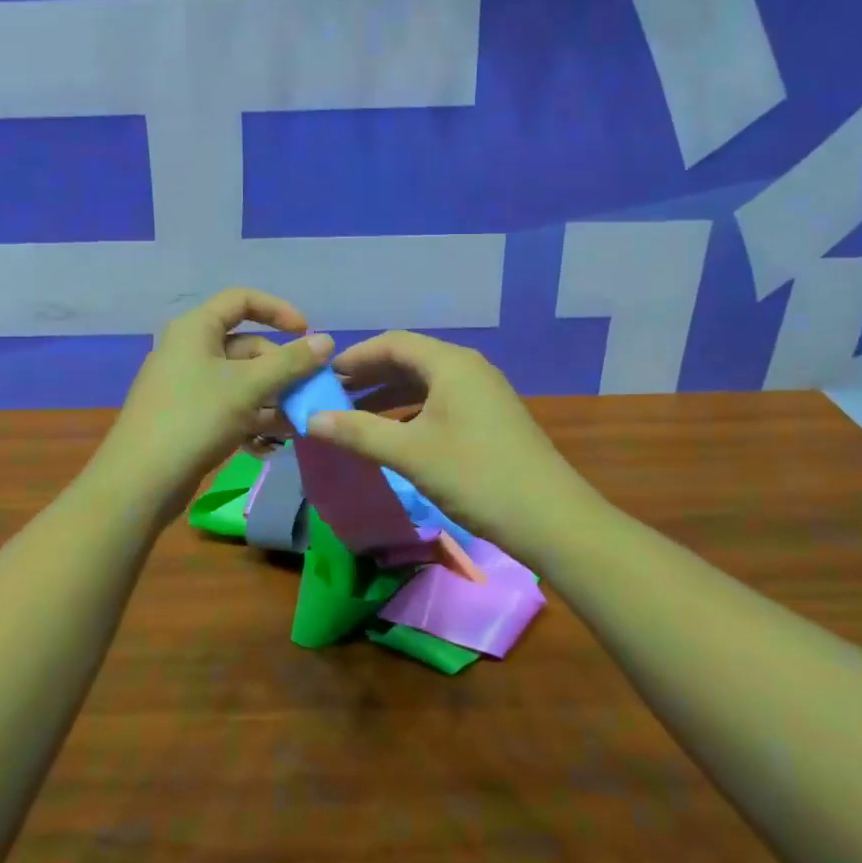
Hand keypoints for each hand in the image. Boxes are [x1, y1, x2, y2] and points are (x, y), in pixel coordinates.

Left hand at [94, 288, 334, 510]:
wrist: (140, 482)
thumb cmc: (195, 418)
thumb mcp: (249, 387)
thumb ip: (290, 362)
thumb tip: (326, 341)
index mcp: (196, 329)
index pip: (242, 300)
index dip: (278, 311)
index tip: (307, 334)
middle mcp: (189, 350)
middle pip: (246, 345)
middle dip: (281, 368)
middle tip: (309, 392)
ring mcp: (186, 385)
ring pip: (240, 380)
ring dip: (272, 397)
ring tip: (298, 422)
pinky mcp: (187, 417)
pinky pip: (228, 406)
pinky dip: (251, 418)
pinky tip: (271, 444)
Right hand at [308, 331, 575, 543]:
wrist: (552, 519)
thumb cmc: (476, 475)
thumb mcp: (410, 453)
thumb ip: (358, 432)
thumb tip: (310, 419)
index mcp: (450, 363)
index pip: (392, 343)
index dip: (354, 357)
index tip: (322, 376)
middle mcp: (468, 368)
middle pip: (408, 360)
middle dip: (369, 377)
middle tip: (331, 397)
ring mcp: (483, 393)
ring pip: (425, 383)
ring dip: (388, 396)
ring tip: (354, 416)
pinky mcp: (490, 418)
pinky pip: (441, 402)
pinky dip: (411, 412)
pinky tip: (394, 435)